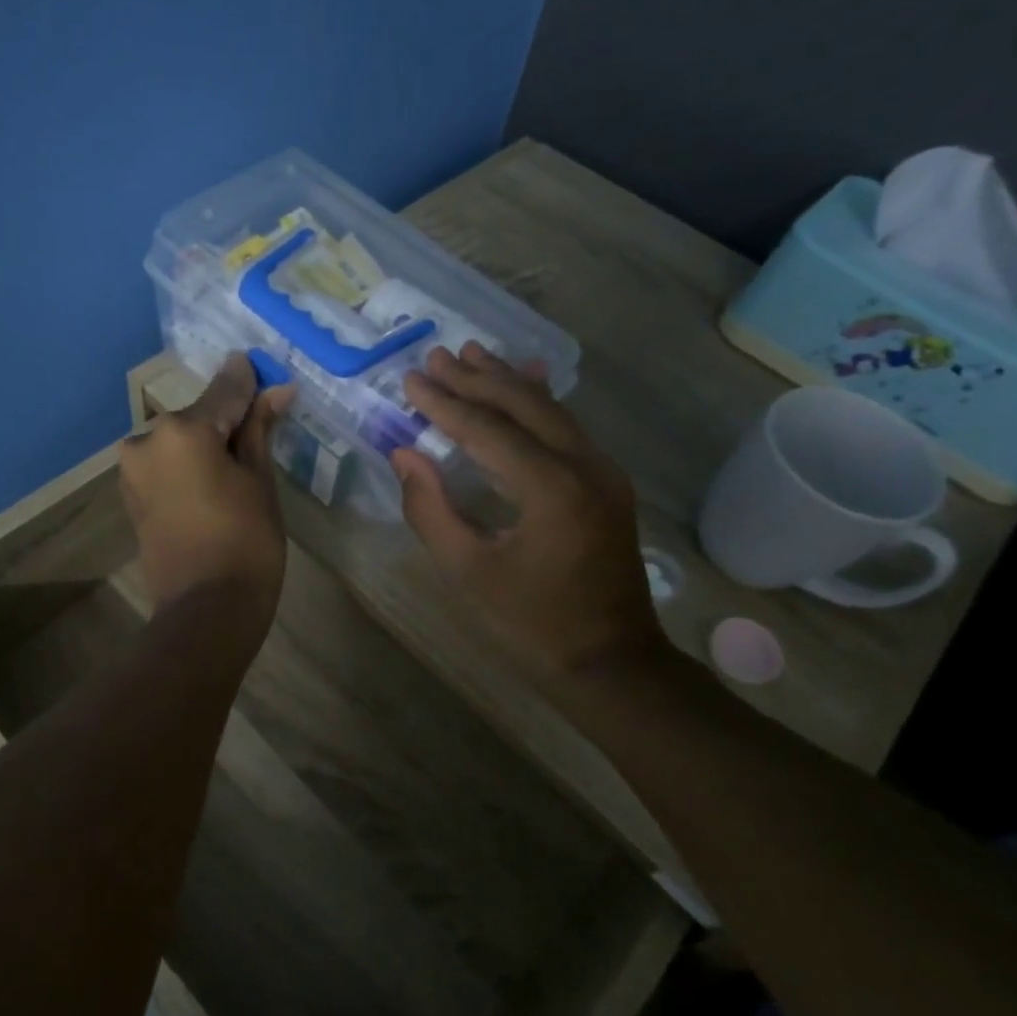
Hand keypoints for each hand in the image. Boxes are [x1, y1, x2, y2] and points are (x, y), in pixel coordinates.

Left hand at [120, 353, 294, 625]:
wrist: (206, 609)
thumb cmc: (246, 541)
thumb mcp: (259, 479)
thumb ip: (258, 429)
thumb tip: (275, 390)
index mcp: (182, 430)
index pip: (224, 391)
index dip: (249, 382)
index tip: (264, 370)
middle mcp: (148, 440)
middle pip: (198, 417)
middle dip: (227, 419)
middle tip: (261, 427)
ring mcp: (133, 469)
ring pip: (180, 442)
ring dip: (206, 443)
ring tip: (238, 464)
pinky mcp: (131, 495)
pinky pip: (166, 465)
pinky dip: (188, 465)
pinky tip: (213, 482)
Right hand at [392, 342, 663, 682]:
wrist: (612, 661)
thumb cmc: (531, 624)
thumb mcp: (467, 571)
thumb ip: (429, 509)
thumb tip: (404, 454)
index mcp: (549, 489)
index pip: (486, 430)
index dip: (444, 403)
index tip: (410, 379)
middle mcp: (584, 466)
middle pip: (522, 406)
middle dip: (475, 379)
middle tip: (434, 357)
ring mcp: (603, 471)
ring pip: (549, 409)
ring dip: (506, 381)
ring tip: (471, 353)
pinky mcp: (607, 482)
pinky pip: (567, 428)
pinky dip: (538, 401)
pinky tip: (526, 379)